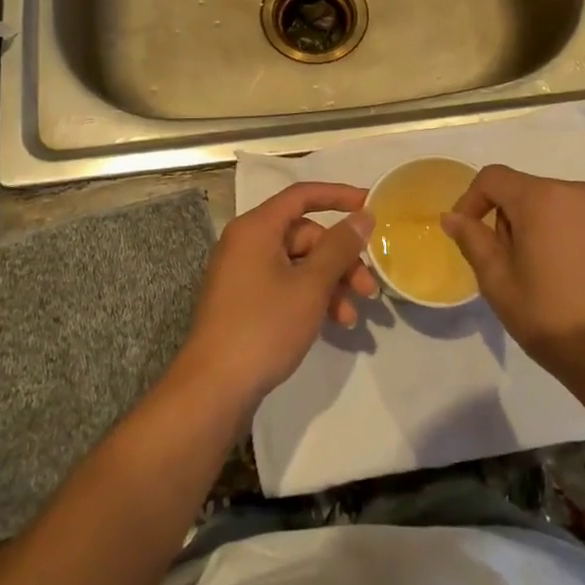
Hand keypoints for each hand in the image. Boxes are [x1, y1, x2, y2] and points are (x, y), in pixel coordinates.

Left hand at [178, 183, 376, 410]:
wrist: (214, 388)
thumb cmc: (264, 326)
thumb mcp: (310, 285)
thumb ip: (340, 247)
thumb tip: (363, 215)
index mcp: (256, 228)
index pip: (302, 196)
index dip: (339, 196)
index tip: (371, 205)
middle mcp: (246, 243)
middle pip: (304, 235)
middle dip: (341, 259)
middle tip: (369, 288)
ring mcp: (243, 274)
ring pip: (298, 264)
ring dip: (330, 284)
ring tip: (352, 316)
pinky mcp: (244, 302)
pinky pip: (285, 285)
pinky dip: (311, 298)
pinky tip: (332, 323)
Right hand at [440, 165, 584, 385]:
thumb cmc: (550, 317)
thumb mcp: (497, 282)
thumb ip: (473, 240)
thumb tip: (452, 216)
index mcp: (541, 198)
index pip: (493, 178)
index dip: (472, 199)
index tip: (467, 231)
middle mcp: (579, 190)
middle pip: (530, 190)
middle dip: (513, 218)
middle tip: (512, 263)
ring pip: (563, 203)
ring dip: (547, 224)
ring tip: (550, 269)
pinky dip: (580, 233)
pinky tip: (583, 271)